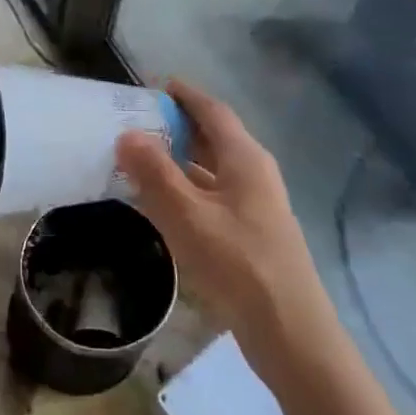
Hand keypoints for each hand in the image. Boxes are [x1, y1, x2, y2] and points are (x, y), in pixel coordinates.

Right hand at [115, 80, 334, 368]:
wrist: (288, 330)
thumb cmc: (237, 262)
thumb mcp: (186, 214)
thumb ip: (154, 172)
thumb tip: (127, 134)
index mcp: (245, 158)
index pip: (213, 111)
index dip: (185, 95)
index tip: (154, 85)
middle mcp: (254, 173)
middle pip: (214, 137)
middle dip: (178, 126)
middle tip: (136, 122)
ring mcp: (256, 205)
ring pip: (212, 169)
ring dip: (179, 160)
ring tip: (140, 158)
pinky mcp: (250, 233)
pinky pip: (212, 195)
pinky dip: (186, 189)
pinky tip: (162, 203)